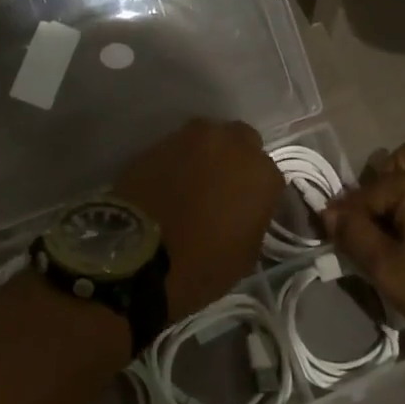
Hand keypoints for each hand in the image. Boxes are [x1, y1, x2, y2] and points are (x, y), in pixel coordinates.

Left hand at [116, 118, 281, 322]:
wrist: (134, 256)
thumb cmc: (200, 265)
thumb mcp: (245, 255)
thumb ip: (253, 221)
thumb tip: (244, 212)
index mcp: (261, 173)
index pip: (270, 176)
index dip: (258, 194)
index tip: (247, 211)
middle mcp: (230, 144)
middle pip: (242, 141)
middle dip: (236, 160)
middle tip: (223, 188)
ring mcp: (190, 138)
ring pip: (209, 139)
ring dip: (207, 156)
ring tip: (193, 184)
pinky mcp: (157, 142)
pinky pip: (177, 149)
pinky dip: (178, 162)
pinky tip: (169, 184)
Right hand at [322, 141, 404, 347]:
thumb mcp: (388, 269)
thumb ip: (353, 235)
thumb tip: (328, 212)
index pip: (367, 191)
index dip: (348, 215)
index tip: (338, 238)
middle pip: (399, 161)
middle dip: (379, 187)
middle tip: (375, 225)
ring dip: (404, 188)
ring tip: (399, 228)